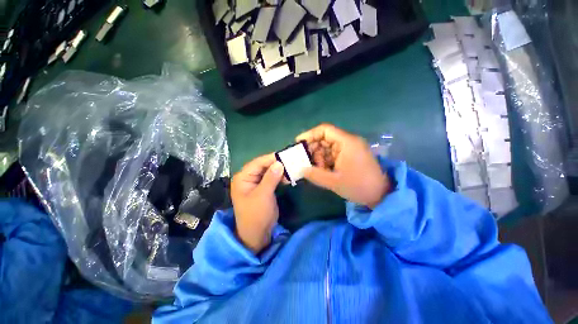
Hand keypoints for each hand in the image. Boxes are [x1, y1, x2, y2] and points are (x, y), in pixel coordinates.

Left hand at [231, 154, 284, 253]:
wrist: (257, 234)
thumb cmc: (256, 215)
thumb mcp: (263, 195)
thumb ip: (271, 178)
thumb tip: (279, 163)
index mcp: (243, 177)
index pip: (257, 163)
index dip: (271, 158)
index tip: (285, 155)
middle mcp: (248, 177)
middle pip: (263, 166)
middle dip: (276, 163)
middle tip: (290, 160)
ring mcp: (256, 183)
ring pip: (269, 171)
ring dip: (279, 170)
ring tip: (291, 167)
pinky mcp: (264, 188)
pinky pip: (272, 178)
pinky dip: (280, 176)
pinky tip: (288, 176)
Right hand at [296, 124, 389, 208]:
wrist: (381, 196)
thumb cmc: (359, 187)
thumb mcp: (334, 182)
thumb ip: (315, 175)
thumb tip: (300, 169)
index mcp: (347, 143)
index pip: (325, 130)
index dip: (310, 134)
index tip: (298, 143)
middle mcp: (348, 142)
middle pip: (325, 139)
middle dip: (313, 150)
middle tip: (304, 161)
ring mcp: (350, 149)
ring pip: (327, 148)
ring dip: (319, 158)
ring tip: (316, 170)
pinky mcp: (350, 156)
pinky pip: (333, 155)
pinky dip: (325, 161)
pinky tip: (323, 171)